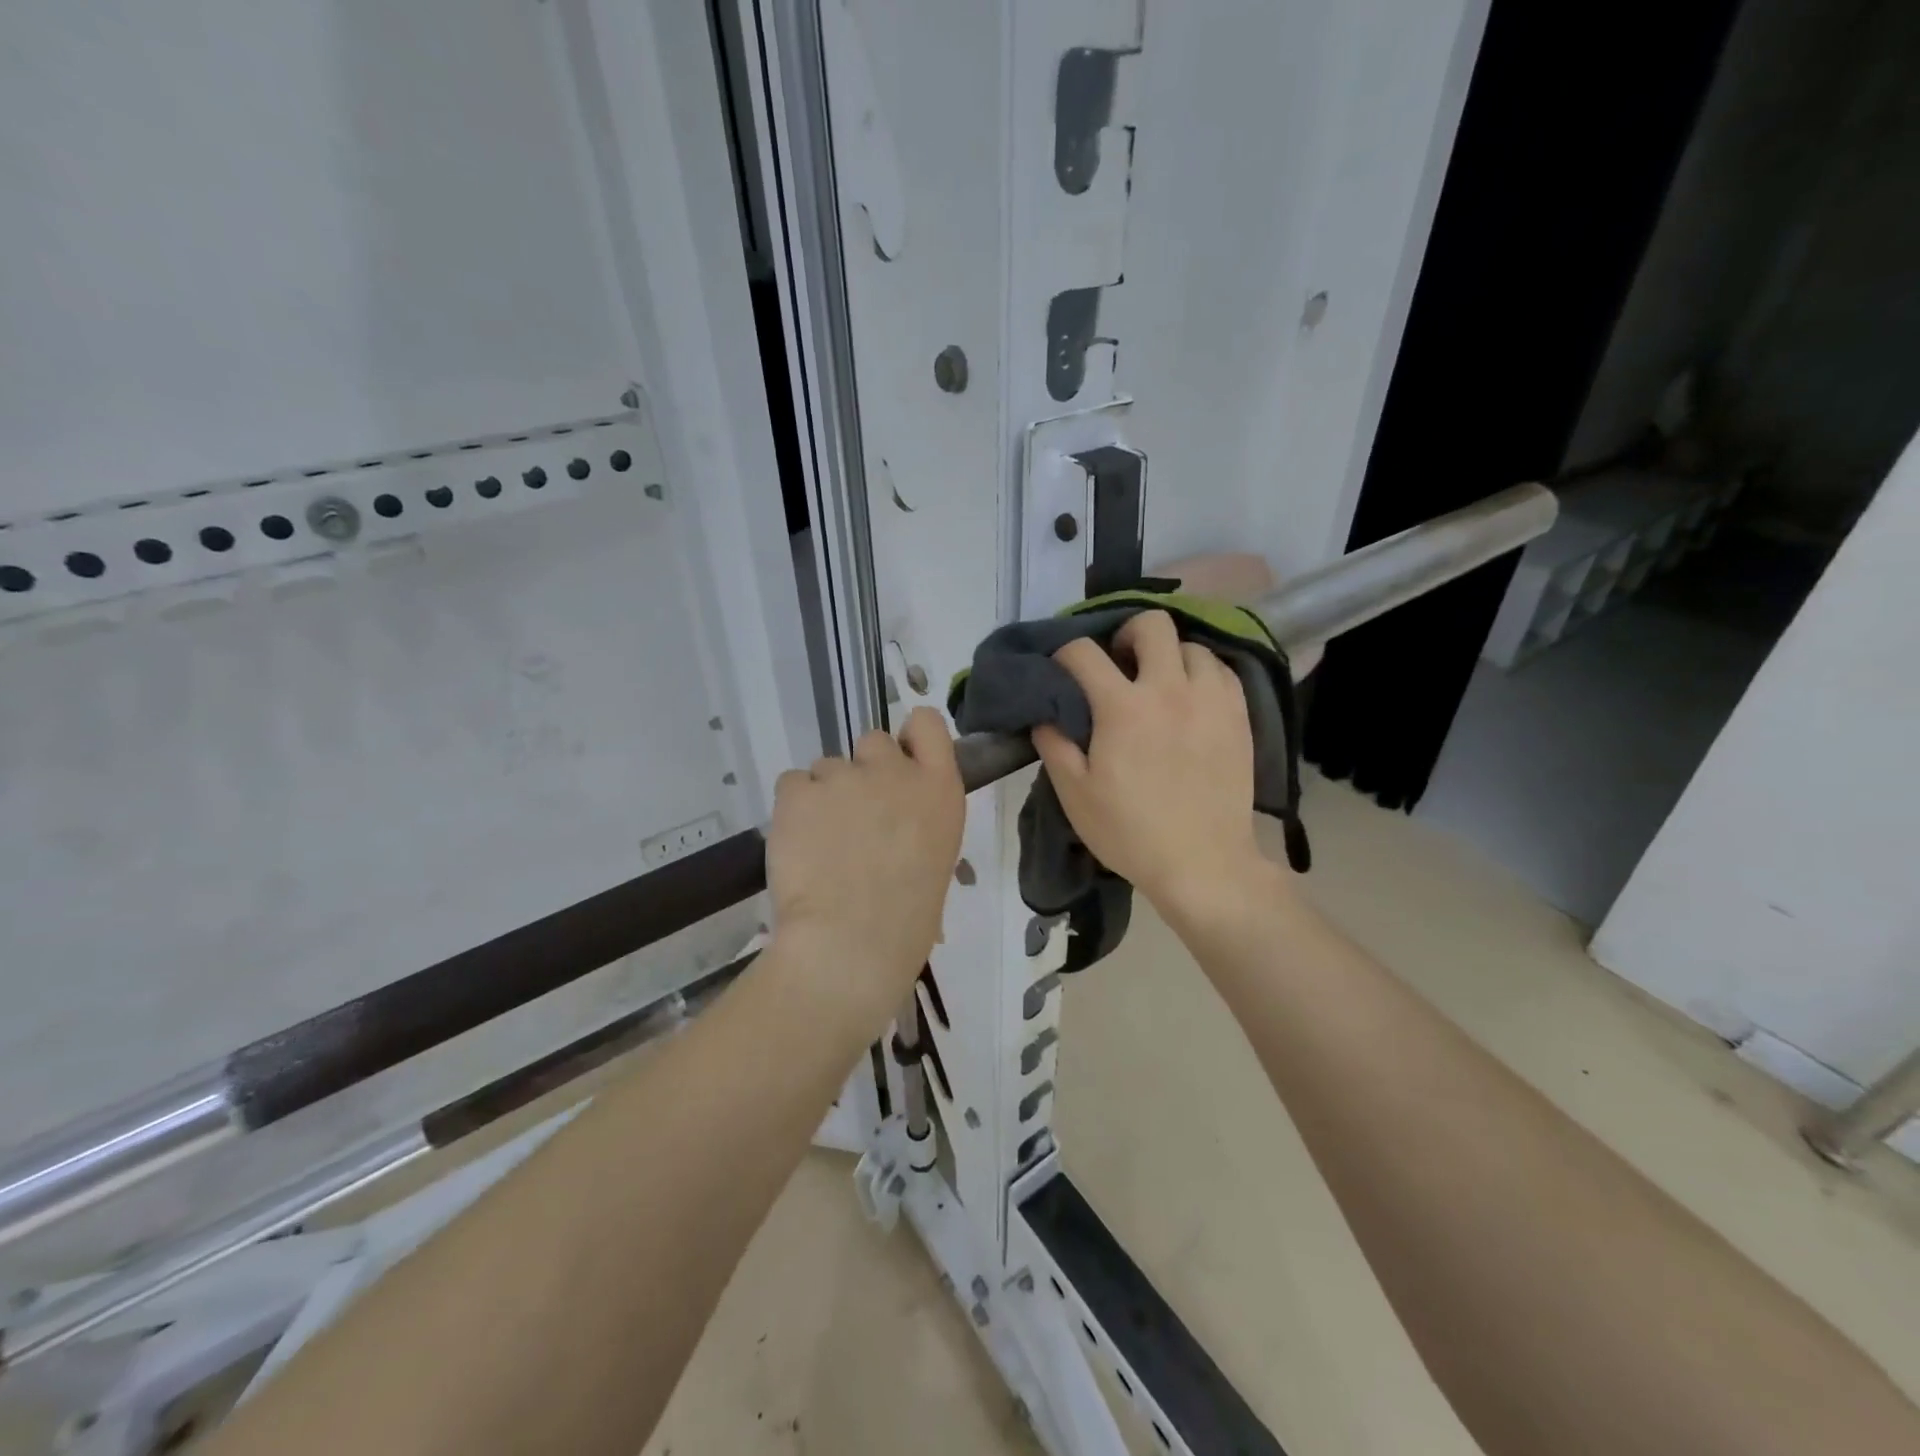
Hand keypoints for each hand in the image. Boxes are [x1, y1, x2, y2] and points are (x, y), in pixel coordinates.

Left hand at [766, 708, 965, 1021]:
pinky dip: (793, 809)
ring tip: (821, 844)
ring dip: (824, 795)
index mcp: (939, 789)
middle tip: (855, 816)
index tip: (900, 764)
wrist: (852, 942)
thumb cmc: (906, 920)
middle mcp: (894, 771)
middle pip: (873, 741)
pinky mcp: (798, 791)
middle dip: (863, 771)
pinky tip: (798, 845)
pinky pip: (792, 784)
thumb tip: (891, 825)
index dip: (909, 739)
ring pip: (827, 767)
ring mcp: (844, 776)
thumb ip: (916, 822)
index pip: (927, 723)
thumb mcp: (935, 859)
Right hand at [1032, 611, 1274, 918]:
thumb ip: (1054, 745)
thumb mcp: (1075, 795)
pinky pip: (1222, 671)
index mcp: (1123, 707)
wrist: (1204, 864)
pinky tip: (1192, 699)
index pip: (1084, 652)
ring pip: (1192, 645)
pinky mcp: (1240, 716)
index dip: (1064, 654)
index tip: (1063, 671)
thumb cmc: (1131, 832)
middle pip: (1152, 624)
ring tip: (1159, 683)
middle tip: (1119, 663)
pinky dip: (1202, 674)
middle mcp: (1170, 689)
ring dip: (1168, 656)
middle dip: (1126, 634)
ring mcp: (1212, 700)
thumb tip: (1044, 714)